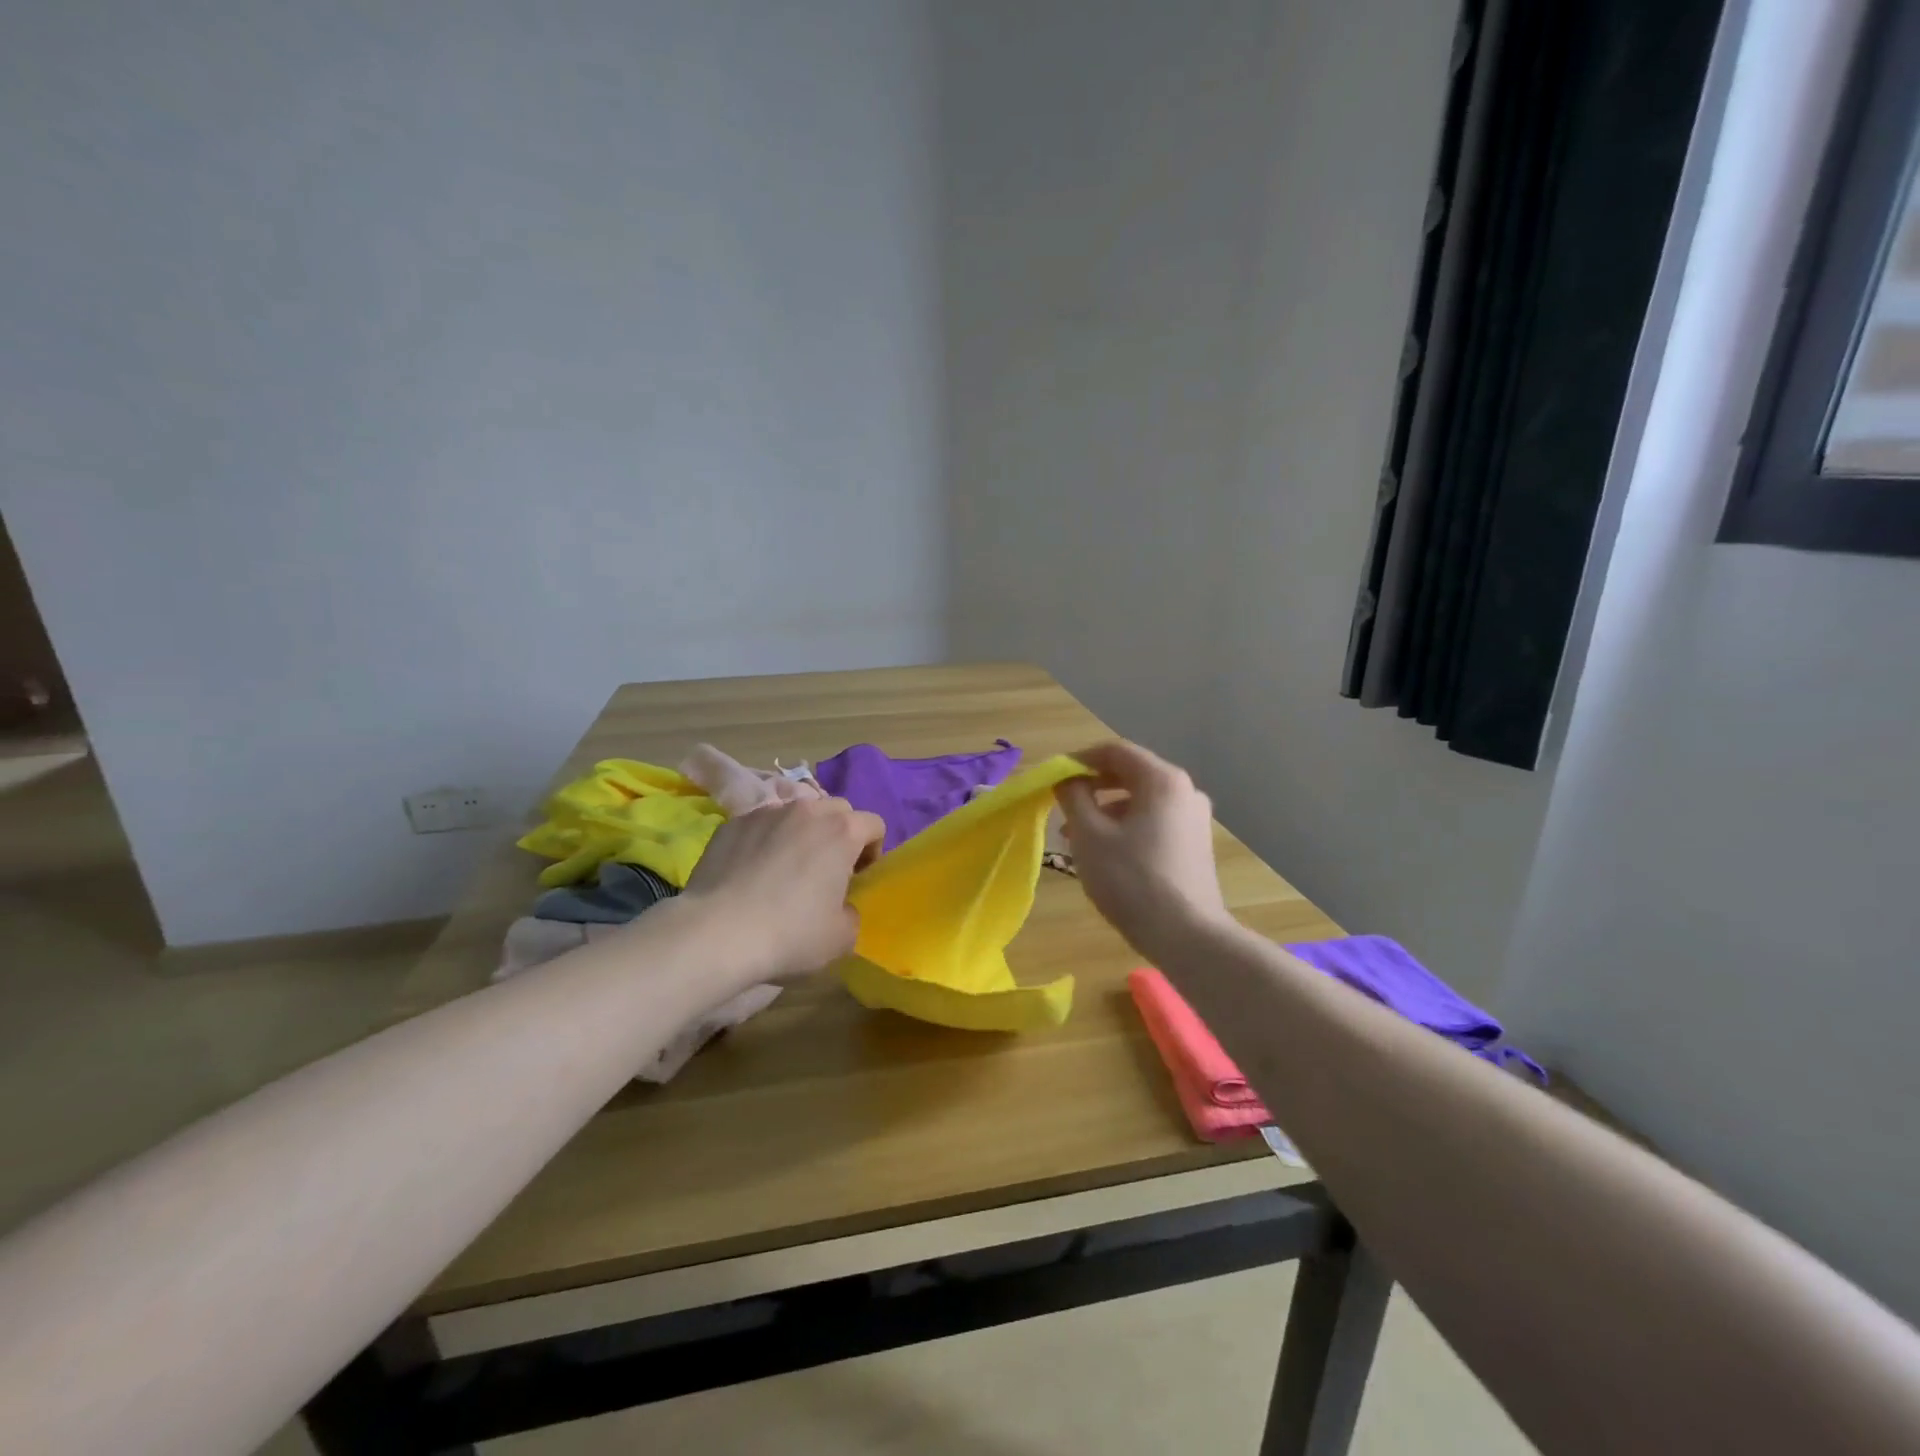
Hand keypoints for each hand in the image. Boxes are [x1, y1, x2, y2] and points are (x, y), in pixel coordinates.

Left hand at [678, 796, 886, 983]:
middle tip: (827, 870)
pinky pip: (760, 824)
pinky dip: (765, 840)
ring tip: (786, 867)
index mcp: (842, 832)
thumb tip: (840, 906)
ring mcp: (766, 813)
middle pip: (837, 810)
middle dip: (839, 834)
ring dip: (802, 832)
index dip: (872, 851)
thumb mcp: (841, 937)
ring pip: (797, 812)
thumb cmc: (790, 934)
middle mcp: (807, 811)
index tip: (857, 878)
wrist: (716, 933)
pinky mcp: (732, 824)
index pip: (874, 824)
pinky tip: (752, 872)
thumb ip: (852, 913)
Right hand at [1056, 741, 1230, 957]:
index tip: (1054, 778)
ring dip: (1106, 810)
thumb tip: (1068, 780)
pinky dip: (1126, 827)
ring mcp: (1194, 819)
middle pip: (1130, 774)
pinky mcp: (1195, 845)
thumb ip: (1074, 798)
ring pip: (1141, 801)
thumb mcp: (1090, 835)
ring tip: (1077, 837)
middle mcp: (1185, 791)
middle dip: (1092, 787)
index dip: (1079, 759)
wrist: (1187, 936)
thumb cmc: (1132, 880)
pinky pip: (1154, 821)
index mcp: (1162, 780)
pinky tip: (1105, 854)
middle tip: (1063, 808)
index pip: (1115, 751)